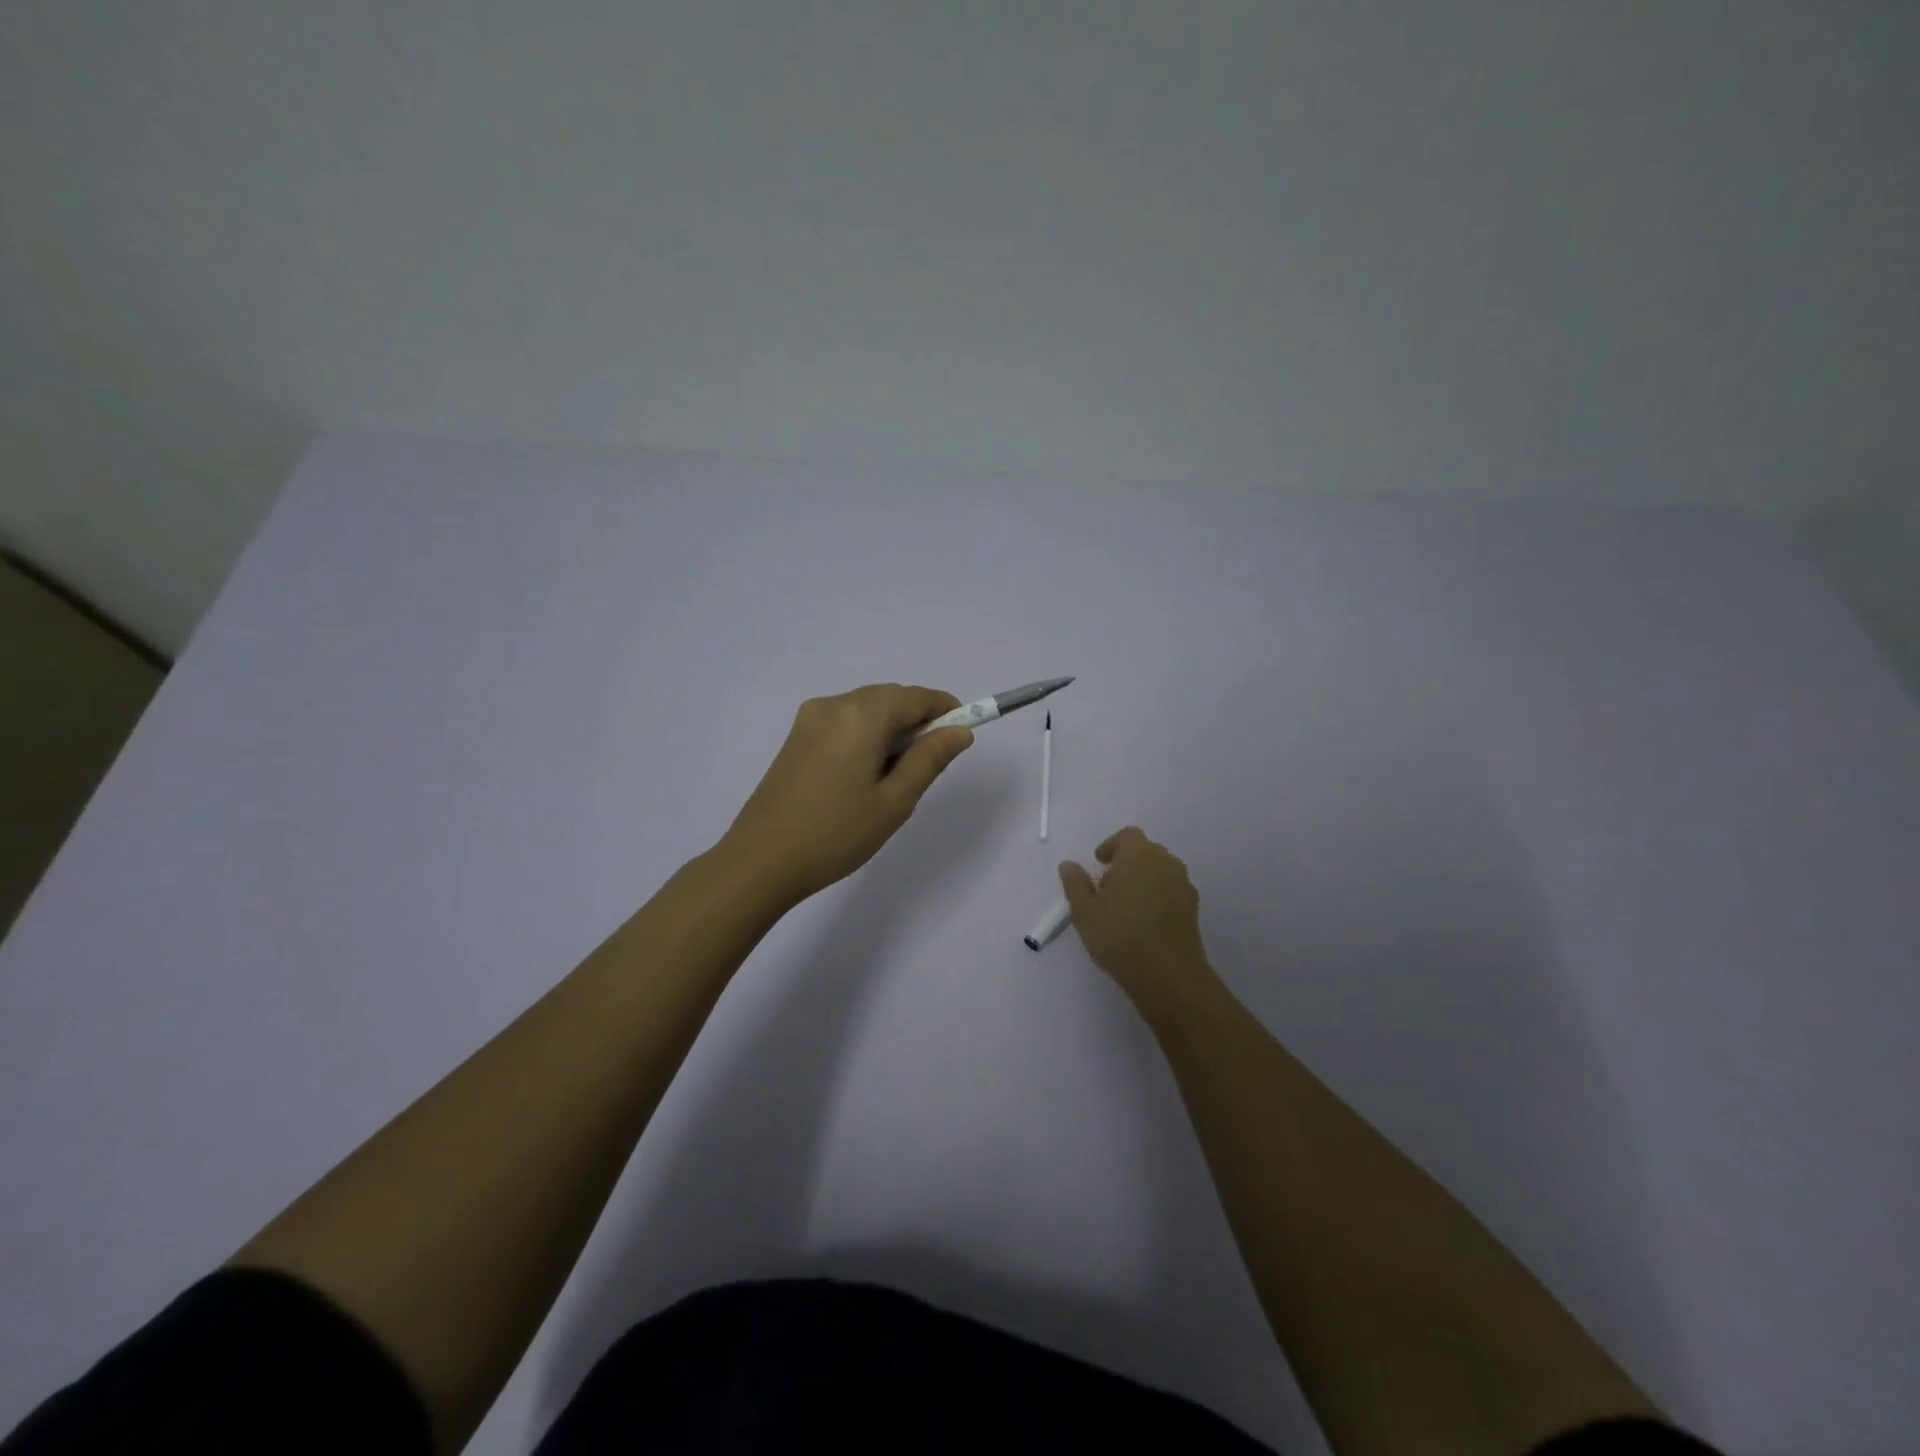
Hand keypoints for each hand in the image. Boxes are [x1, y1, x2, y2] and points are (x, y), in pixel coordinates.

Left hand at [720, 684, 973, 904]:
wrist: (760, 861)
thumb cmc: (836, 834)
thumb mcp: (894, 802)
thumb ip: (929, 760)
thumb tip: (959, 732)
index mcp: (861, 715)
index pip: (916, 697)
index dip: (946, 710)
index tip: (963, 735)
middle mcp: (834, 704)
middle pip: (890, 698)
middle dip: (917, 722)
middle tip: (928, 767)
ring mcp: (810, 719)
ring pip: (867, 709)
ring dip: (891, 730)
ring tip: (894, 779)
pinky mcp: (796, 736)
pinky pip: (844, 722)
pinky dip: (866, 736)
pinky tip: (864, 776)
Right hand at [1059, 827, 1215, 1007]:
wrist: (1169, 976)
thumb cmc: (1120, 937)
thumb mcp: (1085, 911)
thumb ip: (1075, 883)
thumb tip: (1069, 865)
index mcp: (1139, 855)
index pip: (1127, 836)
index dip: (1111, 846)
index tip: (1098, 864)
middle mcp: (1165, 862)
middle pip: (1145, 851)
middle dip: (1125, 863)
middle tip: (1106, 888)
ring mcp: (1183, 884)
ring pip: (1159, 870)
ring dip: (1141, 879)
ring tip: (1124, 907)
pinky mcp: (1193, 907)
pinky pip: (1170, 889)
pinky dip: (1156, 895)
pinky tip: (1143, 921)